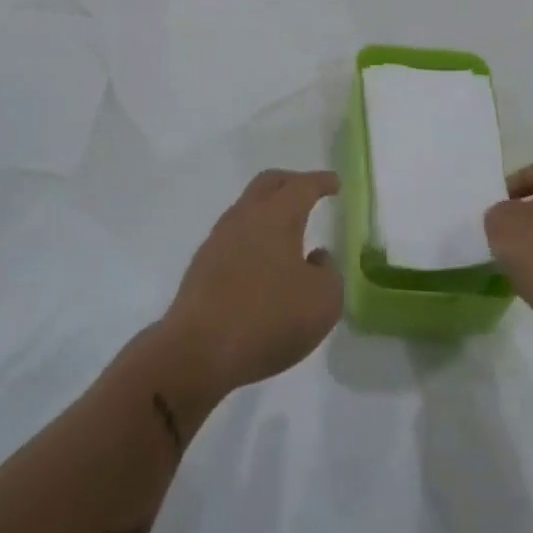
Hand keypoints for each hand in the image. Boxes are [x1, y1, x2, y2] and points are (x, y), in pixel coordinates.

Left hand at [157, 170, 343, 402]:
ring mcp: (218, 241)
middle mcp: (244, 218)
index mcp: (276, 216)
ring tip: (288, 231)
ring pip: (247, 209)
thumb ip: (328, 272)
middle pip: (267, 184)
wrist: (198, 351)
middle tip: (309, 191)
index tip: (335, 183)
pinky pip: (234, 238)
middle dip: (291, 183)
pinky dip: (253, 238)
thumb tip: (316, 258)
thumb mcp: (323, 300)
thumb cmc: (269, 319)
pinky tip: (263, 262)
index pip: (302, 186)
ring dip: (269, 212)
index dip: (321, 182)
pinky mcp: (202, 266)